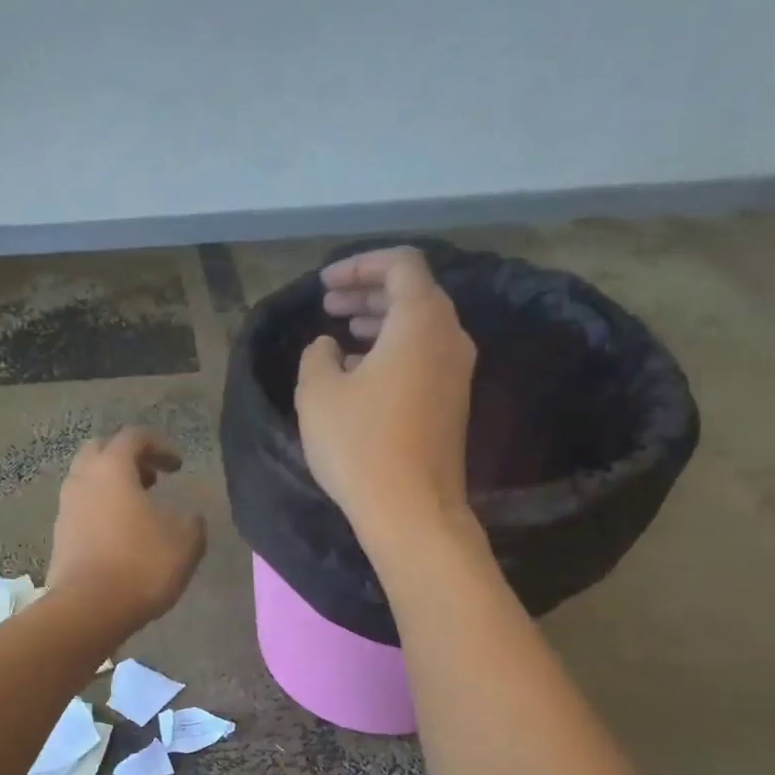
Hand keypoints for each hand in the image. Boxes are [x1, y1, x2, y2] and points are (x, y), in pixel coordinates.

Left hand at [47, 427, 206, 629]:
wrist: (88, 609)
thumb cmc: (141, 565)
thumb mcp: (185, 542)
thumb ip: (192, 522)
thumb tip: (190, 517)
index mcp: (112, 469)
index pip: (134, 437)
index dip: (160, 445)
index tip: (178, 466)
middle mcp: (82, 480)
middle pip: (100, 451)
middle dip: (127, 458)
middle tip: (151, 478)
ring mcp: (65, 509)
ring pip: (87, 481)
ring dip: (112, 486)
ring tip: (138, 508)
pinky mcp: (59, 537)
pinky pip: (81, 510)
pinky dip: (100, 510)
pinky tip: (120, 535)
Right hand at [295, 247, 477, 544]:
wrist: (411, 509)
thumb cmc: (359, 444)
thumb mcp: (317, 393)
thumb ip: (317, 355)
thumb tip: (329, 348)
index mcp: (421, 321)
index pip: (400, 264)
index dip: (360, 265)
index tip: (325, 285)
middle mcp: (450, 337)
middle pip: (413, 294)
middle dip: (368, 293)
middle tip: (329, 307)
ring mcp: (457, 373)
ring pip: (419, 328)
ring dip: (379, 324)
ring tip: (341, 336)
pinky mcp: (453, 404)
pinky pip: (424, 358)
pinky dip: (392, 351)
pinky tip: (360, 375)